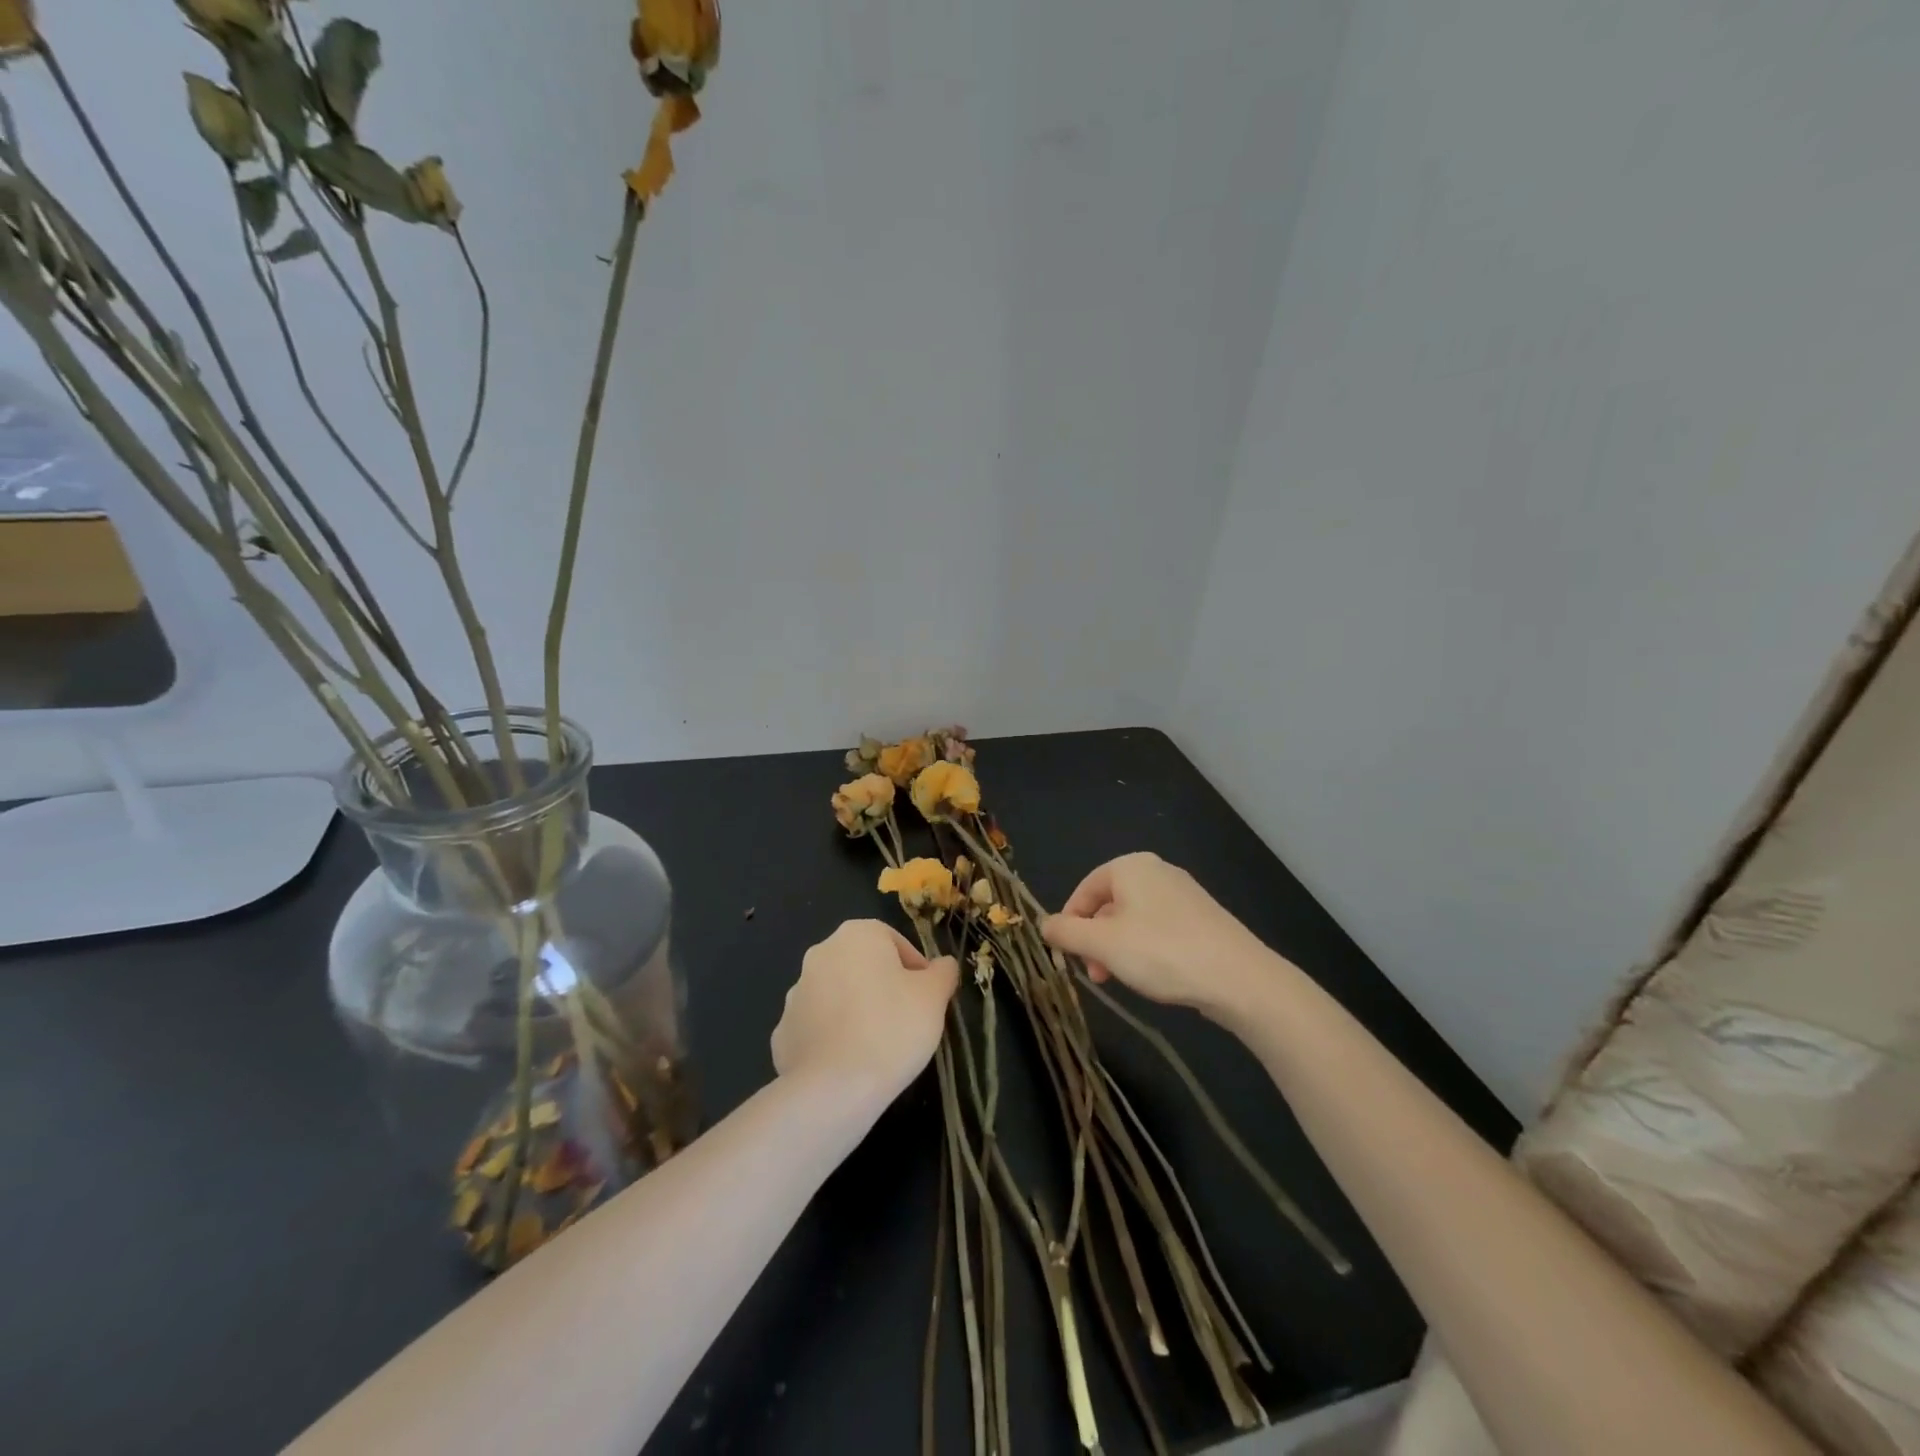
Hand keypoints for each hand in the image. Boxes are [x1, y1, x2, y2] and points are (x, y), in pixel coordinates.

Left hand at [772, 920, 958, 1100]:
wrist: (834, 1088)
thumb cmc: (892, 1029)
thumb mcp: (934, 996)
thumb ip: (943, 973)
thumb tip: (943, 965)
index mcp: (857, 935)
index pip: (896, 943)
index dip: (916, 971)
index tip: (927, 1000)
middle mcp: (821, 953)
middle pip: (864, 966)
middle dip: (884, 988)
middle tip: (906, 1021)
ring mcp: (797, 992)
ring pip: (839, 995)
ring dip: (856, 1010)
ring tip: (878, 1046)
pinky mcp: (783, 1030)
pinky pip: (817, 1026)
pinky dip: (832, 1038)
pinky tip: (849, 1062)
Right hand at [1041, 853, 1275, 1014]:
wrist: (1239, 978)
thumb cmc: (1162, 952)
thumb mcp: (1102, 944)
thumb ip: (1066, 932)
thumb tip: (1044, 924)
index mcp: (1130, 867)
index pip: (1084, 890)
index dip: (1069, 922)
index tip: (1067, 956)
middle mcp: (1157, 871)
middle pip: (1109, 905)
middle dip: (1095, 940)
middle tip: (1095, 975)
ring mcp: (1183, 894)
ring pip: (1133, 920)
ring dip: (1118, 949)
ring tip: (1120, 981)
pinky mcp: (1202, 918)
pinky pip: (1159, 929)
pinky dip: (1145, 950)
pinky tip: (1153, 976)